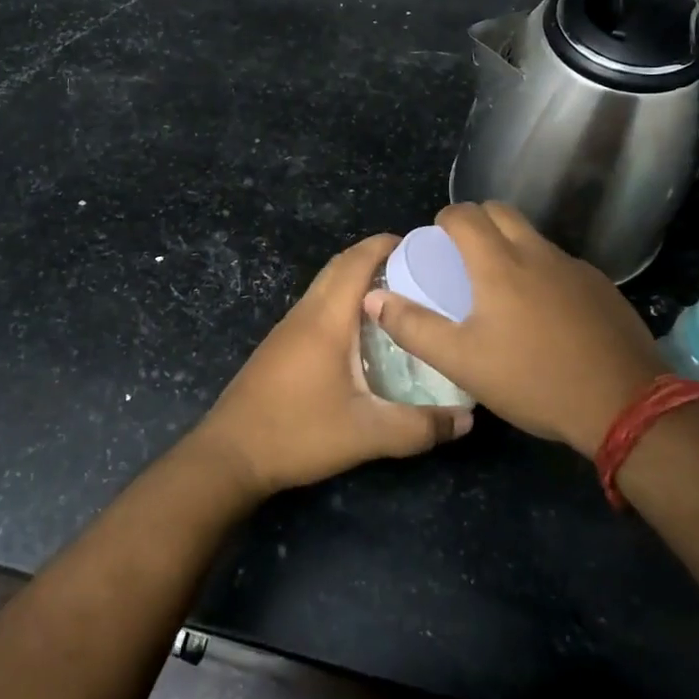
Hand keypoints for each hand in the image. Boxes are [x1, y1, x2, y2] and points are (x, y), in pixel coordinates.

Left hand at [190, 234, 472, 498]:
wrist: (231, 454)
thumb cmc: (298, 432)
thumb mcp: (367, 434)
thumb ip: (419, 427)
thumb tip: (466, 419)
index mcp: (326, 319)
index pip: (356, 261)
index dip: (386, 244)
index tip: (422, 245)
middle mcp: (305, 313)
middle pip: (340, 266)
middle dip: (376, 257)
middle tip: (418, 270)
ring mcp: (288, 328)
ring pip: (326, 286)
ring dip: (357, 280)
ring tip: (398, 298)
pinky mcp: (281, 345)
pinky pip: (317, 306)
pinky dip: (343, 302)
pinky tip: (363, 333)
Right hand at [364, 202, 667, 457]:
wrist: (625, 405)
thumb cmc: (533, 379)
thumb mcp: (462, 361)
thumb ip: (414, 327)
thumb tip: (374, 298)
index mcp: (499, 263)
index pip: (465, 214)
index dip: (445, 219)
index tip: (436, 240)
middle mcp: (537, 253)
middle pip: (501, 211)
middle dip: (477, 221)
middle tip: (463, 254)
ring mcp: (575, 268)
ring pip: (533, 236)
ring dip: (510, 244)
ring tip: (500, 286)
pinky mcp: (601, 287)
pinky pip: (560, 263)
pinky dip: (541, 270)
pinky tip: (544, 313)